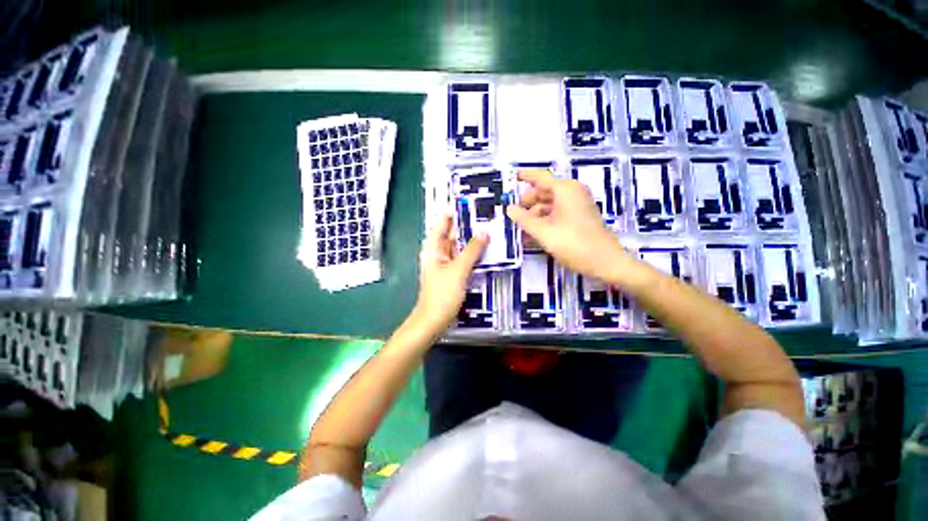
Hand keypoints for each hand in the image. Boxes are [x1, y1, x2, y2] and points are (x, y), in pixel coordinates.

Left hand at [413, 214, 488, 332]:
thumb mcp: (458, 270)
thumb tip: (484, 233)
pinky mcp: (453, 273)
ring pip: (461, 246)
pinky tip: (487, 250)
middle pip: (454, 234)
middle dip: (469, 226)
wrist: (434, 321)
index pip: (443, 223)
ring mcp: (447, 263)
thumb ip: (472, 250)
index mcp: (433, 247)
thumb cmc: (442, 294)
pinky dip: (474, 254)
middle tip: (489, 215)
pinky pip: (464, 258)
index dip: (455, 212)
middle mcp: (439, 252)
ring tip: (492, 229)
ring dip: (473, 240)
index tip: (472, 203)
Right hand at [506, 170, 631, 283]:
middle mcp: (572, 193)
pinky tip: (533, 233)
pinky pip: (557, 214)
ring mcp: (577, 205)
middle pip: (543, 192)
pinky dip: (544, 220)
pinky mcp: (579, 218)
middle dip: (527, 202)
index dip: (525, 176)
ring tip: (520, 228)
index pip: (540, 177)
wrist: (605, 262)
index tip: (511, 176)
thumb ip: (524, 219)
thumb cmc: (573, 243)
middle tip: (512, 214)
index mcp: (565, 190)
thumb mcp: (543, 232)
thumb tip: (509, 208)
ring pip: (549, 204)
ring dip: (534, 214)